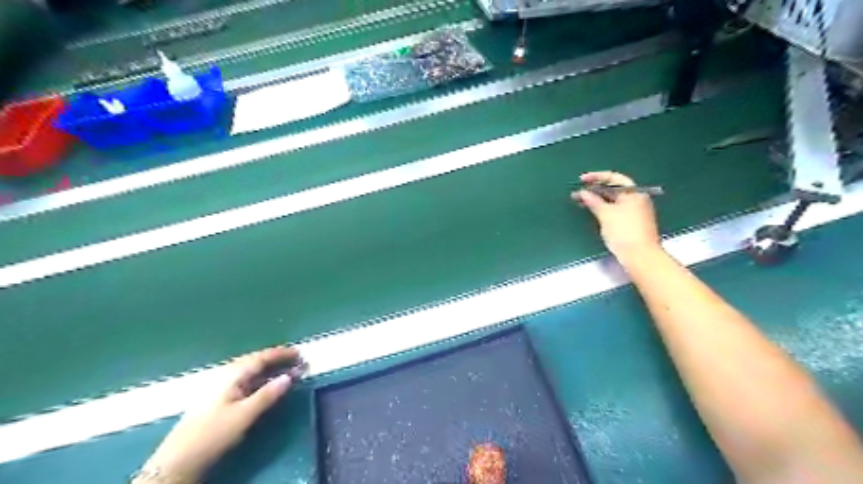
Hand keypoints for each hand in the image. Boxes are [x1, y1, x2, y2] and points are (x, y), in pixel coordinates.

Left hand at [137, 346, 303, 481]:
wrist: (178, 460)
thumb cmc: (214, 434)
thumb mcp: (245, 415)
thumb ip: (268, 394)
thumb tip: (290, 376)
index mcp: (232, 374)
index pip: (262, 357)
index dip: (282, 354)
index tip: (300, 354)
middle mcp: (225, 374)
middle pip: (255, 360)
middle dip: (277, 359)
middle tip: (297, 361)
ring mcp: (220, 384)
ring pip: (250, 369)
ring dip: (270, 368)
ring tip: (287, 371)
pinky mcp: (218, 396)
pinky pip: (245, 378)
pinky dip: (260, 377)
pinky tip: (266, 383)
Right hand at [571, 172, 662, 263]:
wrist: (640, 256)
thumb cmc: (624, 231)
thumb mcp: (605, 214)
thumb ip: (593, 201)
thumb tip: (583, 193)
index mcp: (633, 192)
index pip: (613, 178)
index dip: (596, 177)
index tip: (581, 180)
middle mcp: (636, 199)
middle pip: (613, 189)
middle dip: (595, 190)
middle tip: (578, 193)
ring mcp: (635, 211)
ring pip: (613, 200)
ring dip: (597, 200)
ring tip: (581, 202)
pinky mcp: (631, 223)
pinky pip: (615, 210)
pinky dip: (603, 209)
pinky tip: (593, 212)